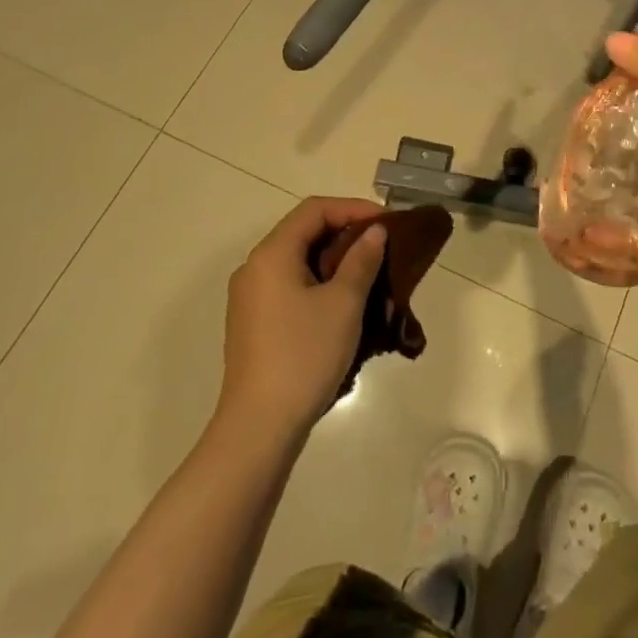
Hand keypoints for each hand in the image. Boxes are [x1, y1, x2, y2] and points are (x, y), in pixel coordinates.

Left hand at [218, 197, 388, 440]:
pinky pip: (291, 287)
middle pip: (304, 233)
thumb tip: (374, 233)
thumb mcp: (343, 303)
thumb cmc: (304, 355)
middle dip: (346, 234)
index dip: (354, 208)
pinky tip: (345, 306)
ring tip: (370, 275)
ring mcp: (251, 298)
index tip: (387, 222)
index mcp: (272, 254)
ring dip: (335, 262)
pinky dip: (320, 284)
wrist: (259, 429)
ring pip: (299, 262)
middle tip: (382, 246)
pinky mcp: (254, 325)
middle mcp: (255, 268)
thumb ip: (361, 260)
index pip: (315, 210)